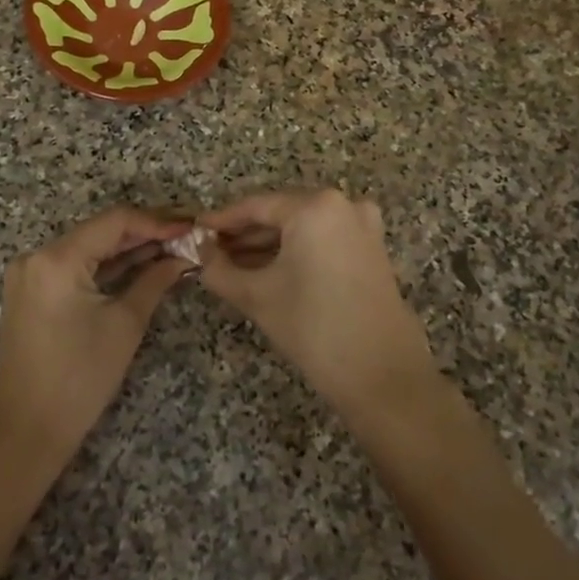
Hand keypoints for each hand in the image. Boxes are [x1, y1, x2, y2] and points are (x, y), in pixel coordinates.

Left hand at [0, 208, 192, 465]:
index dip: (157, 221)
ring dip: (128, 248)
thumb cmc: (80, 379)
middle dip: (145, 232)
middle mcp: (37, 256)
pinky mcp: (32, 291)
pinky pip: (75, 266)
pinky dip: (107, 266)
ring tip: (172, 247)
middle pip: (100, 231)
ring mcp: (30, 274)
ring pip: (89, 248)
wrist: (27, 432)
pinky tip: (142, 263)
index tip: (191, 227)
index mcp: (56, 258)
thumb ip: (155, 280)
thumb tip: (183, 257)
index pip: (115, 221)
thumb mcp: (125, 324)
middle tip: (187, 235)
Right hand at [198, 189, 435, 418]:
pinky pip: (323, 240)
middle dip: (245, 234)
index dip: (222, 220)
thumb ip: (220, 269)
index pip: (256, 206)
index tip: (196, 231)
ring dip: (269, 244)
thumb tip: (201, 253)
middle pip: (281, 213)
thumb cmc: (314, 327)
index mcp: (315, 206)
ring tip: (233, 265)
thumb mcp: (257, 296)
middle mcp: (343, 205)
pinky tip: (269, 271)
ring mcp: (363, 226)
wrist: (382, 374)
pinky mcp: (372, 250)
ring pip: (303, 228)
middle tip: (211, 252)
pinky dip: (296, 251)